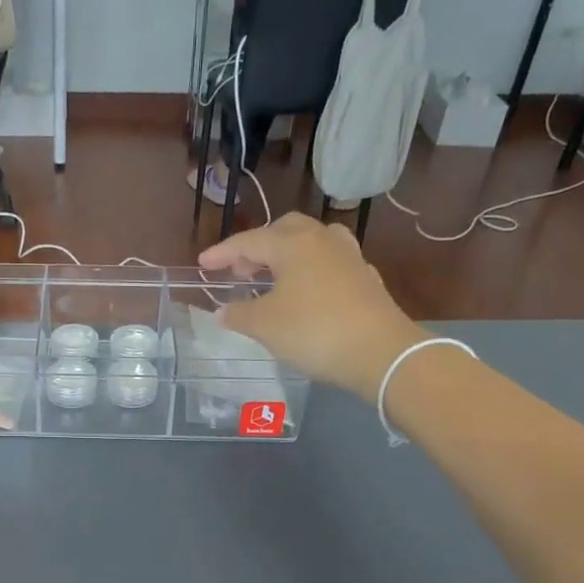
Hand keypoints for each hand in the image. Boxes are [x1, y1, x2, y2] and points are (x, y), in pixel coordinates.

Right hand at [199, 216, 427, 400]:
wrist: (380, 353)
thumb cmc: (313, 331)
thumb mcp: (264, 326)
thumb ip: (239, 314)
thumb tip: (223, 311)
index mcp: (292, 244)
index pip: (249, 241)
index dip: (222, 253)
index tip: (203, 264)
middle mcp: (322, 241)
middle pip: (285, 230)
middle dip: (259, 246)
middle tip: (242, 270)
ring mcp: (349, 257)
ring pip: (312, 242)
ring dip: (288, 254)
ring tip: (275, 278)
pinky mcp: (365, 279)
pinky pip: (330, 263)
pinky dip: (310, 271)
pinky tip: (306, 293)